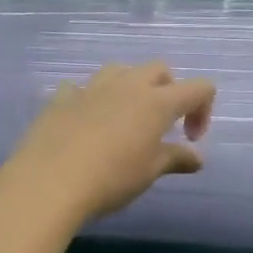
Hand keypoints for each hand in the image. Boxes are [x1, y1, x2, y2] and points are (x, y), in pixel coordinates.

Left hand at [2, 63, 214, 224]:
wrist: (49, 182)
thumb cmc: (111, 178)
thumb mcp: (150, 172)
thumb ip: (176, 159)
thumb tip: (197, 158)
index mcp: (158, 102)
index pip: (199, 88)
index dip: (203, 110)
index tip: (189, 139)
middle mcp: (128, 86)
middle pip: (159, 70)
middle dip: (168, 90)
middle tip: (161, 125)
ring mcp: (92, 88)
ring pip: (119, 70)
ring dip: (130, 87)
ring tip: (124, 118)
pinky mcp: (62, 98)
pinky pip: (80, 87)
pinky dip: (89, 99)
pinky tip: (84, 122)